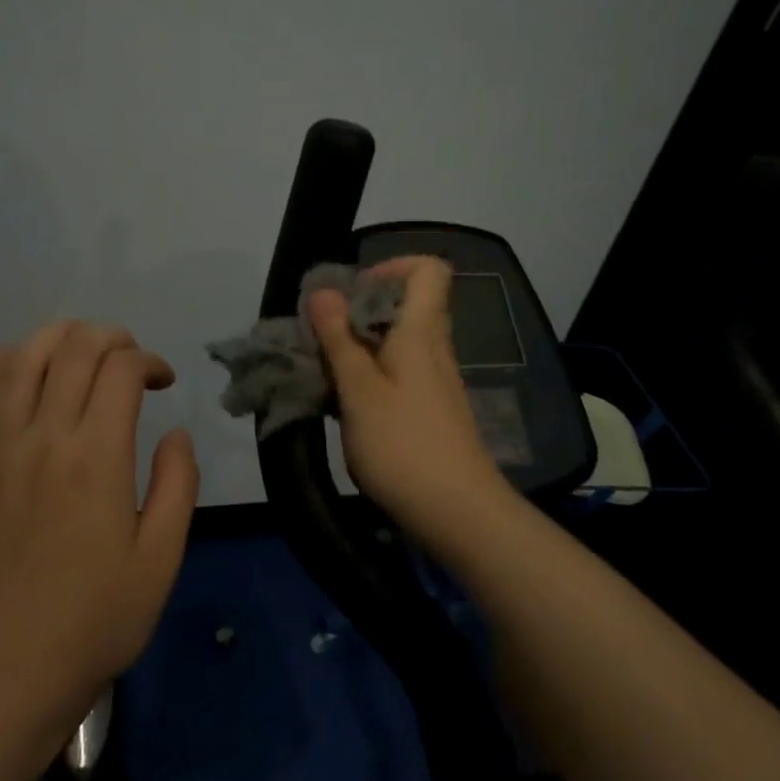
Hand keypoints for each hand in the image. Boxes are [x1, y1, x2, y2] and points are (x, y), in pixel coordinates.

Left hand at [0, 321, 198, 728]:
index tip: (163, 383)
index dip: (148, 360)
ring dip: (56, 338)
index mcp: (96, 458)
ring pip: (20, 359)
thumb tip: (174, 432)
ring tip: (80, 349)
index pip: (120, 369)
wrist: (10, 669)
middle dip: (109, 337)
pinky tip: (21, 368)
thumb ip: (177, 484)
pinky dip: (2, 365)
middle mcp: (43, 439)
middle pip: (72, 349)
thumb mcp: (162, 557)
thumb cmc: (98, 618)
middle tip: (129, 359)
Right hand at [309, 257, 506, 541]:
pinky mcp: (430, 411)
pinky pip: (397, 374)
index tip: (352, 291)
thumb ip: (339, 339)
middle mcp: (433, 349)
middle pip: (404, 306)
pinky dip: (369, 377)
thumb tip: (324, 290)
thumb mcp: (359, 390)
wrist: (458, 514)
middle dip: (359, 311)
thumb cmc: (403, 445)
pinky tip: (344, 406)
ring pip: (396, 343)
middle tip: (321, 335)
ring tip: (323, 372)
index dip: (391, 266)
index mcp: (421, 332)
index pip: (428, 269)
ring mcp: (434, 382)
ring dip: (358, 347)